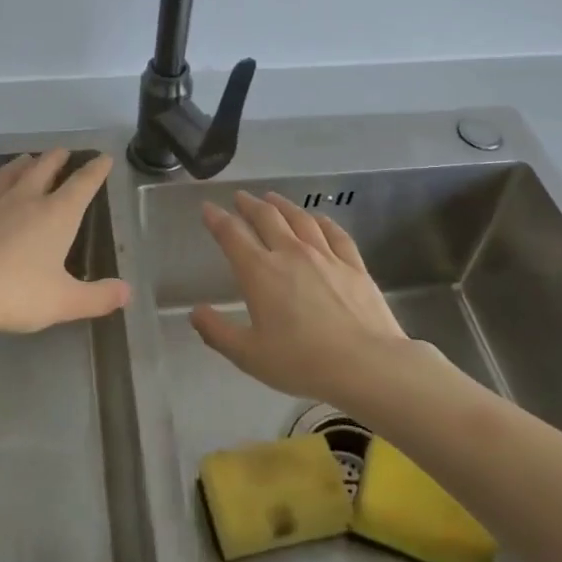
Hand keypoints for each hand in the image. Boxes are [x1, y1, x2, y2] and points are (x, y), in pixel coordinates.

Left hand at [0, 149, 129, 337]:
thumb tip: (127, 293)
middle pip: (43, 170)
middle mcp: (24, 201)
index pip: (82, 185)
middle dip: (56, 159)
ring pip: (6, 176)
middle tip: (63, 151)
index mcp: (55, 216)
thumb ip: (98, 297)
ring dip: (18, 165)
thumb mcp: (64, 302)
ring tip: (26, 157)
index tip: (104, 158)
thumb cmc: (15, 294)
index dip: (95, 171)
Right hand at [191, 191, 411, 405]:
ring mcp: (326, 256)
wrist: (366, 365)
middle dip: (249, 205)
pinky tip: (319, 218)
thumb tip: (195, 312)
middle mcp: (291, 254)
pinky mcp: (354, 265)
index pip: (232, 235)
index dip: (217, 219)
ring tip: (273, 198)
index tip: (208, 208)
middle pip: (267, 218)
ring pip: (300, 219)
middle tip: (240, 197)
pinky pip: (335, 234)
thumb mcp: (249, 355)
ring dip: (283, 205)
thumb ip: (217, 332)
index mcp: (260, 273)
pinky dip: (323, 221)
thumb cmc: (301, 362)